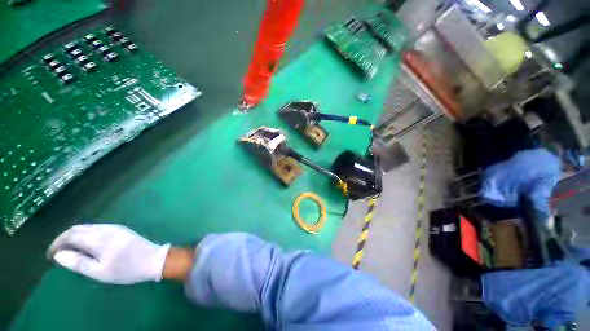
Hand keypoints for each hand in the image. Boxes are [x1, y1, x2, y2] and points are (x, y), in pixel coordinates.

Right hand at [48, 224, 170, 284]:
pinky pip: (97, 228)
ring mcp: (115, 227)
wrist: (154, 259)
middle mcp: (106, 229)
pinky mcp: (121, 229)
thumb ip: (78, 263)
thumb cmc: (127, 269)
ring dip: (75, 236)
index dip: (57, 244)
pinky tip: (85, 245)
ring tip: (70, 251)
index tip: (50, 255)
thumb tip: (59, 255)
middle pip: (78, 229)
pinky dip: (86, 235)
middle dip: (64, 239)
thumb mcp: (100, 272)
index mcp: (99, 238)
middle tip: (58, 253)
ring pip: (87, 227)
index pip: (70, 235)